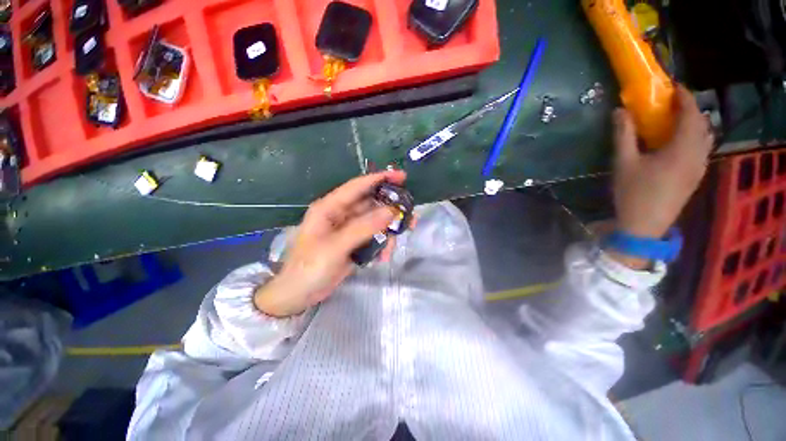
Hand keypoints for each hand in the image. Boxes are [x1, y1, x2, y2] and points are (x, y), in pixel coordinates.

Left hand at [254, 170, 405, 316]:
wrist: (298, 295)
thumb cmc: (309, 268)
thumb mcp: (335, 247)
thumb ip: (363, 228)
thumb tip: (391, 211)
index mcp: (330, 208)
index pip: (357, 186)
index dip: (380, 178)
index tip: (402, 177)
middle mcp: (341, 214)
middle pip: (371, 204)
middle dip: (391, 211)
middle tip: (410, 218)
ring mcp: (349, 229)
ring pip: (376, 222)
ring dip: (387, 233)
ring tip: (391, 249)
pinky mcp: (354, 243)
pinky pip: (374, 237)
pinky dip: (382, 245)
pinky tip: (382, 258)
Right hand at [610, 85, 712, 266]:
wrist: (645, 225)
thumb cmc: (633, 193)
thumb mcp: (624, 163)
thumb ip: (624, 135)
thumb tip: (620, 111)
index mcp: (682, 149)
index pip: (691, 114)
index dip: (685, 97)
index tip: (674, 87)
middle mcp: (697, 155)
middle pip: (703, 125)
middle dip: (691, 110)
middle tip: (674, 104)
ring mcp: (699, 168)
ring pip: (706, 138)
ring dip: (695, 125)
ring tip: (678, 121)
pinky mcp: (695, 177)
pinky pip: (703, 150)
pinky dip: (696, 139)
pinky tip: (681, 143)